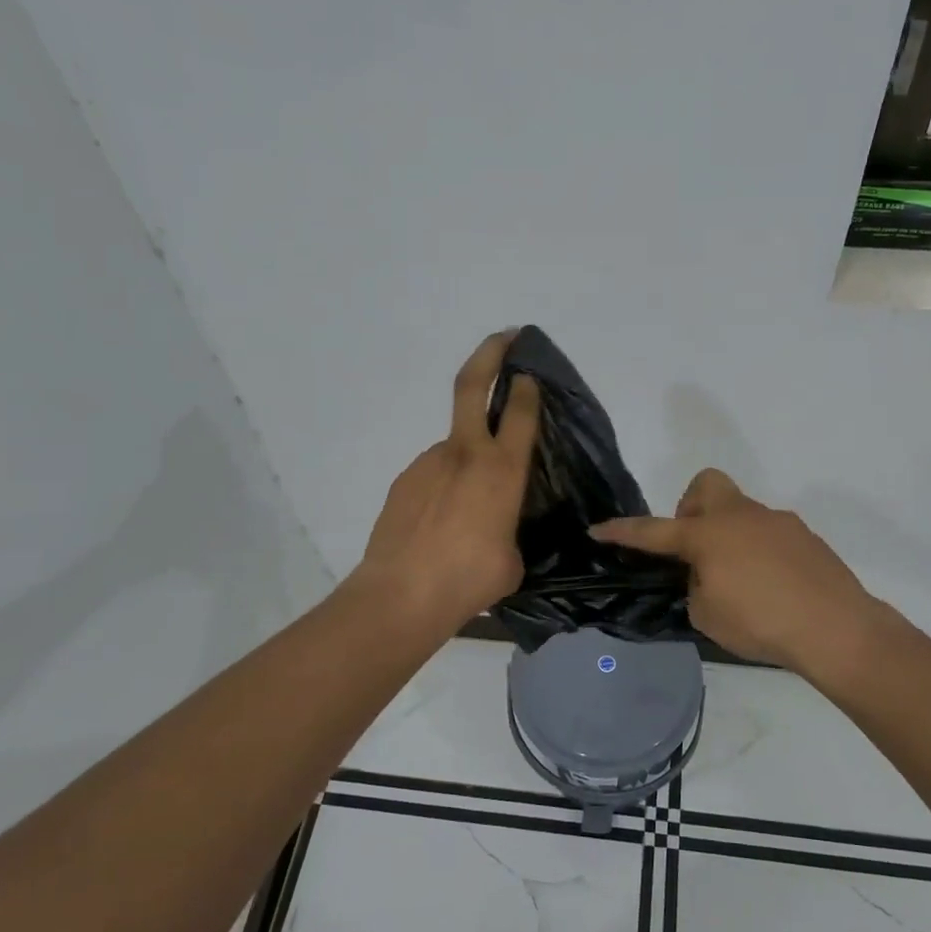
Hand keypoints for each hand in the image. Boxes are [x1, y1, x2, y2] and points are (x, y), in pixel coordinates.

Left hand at [354, 331, 540, 630]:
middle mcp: (465, 454)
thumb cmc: (468, 579)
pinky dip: (444, 487)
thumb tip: (497, 531)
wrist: (400, 595)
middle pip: (472, 385)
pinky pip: (433, 475)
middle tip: (505, 336)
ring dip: (466, 461)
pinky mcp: (404, 481)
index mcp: (501, 470)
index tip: (530, 371)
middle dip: (491, 353)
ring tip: (469, 508)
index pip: (521, 412)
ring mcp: (428, 463)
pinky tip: (442, 522)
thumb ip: (509, 531)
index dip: (528, 386)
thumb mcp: (511, 559)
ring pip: (454, 446)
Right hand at [592, 469, 885, 673]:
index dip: (622, 531)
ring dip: (728, 535)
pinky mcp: (804, 535)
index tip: (597, 529)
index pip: (653, 531)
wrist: (836, 628)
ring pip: (739, 511)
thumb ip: (695, 586)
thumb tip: (706, 574)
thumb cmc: (761, 623)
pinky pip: (768, 532)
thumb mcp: (707, 615)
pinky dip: (758, 550)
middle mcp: (740, 516)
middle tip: (694, 548)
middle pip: (705, 486)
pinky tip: (771, 586)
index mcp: (708, 535)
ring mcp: (776, 521)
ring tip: (738, 580)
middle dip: (691, 509)